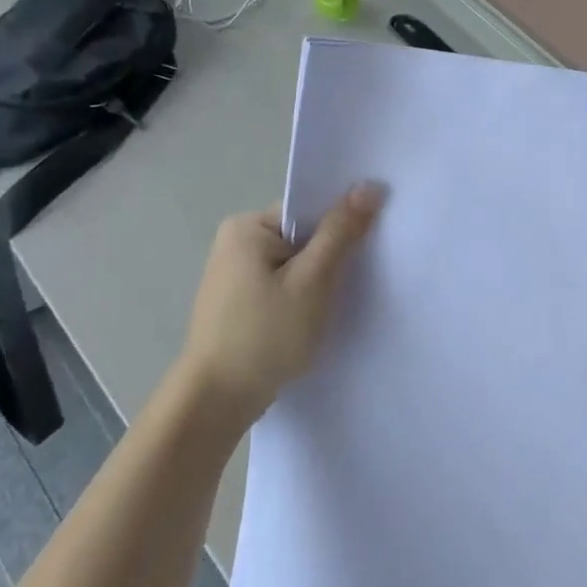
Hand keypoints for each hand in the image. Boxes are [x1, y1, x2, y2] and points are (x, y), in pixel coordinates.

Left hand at [174, 185, 384, 434]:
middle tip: (355, 283)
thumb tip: (369, 186)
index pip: (308, 212)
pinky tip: (310, 322)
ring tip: (333, 307)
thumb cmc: (266, 334)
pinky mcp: (236, 305)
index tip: (368, 251)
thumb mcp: (313, 280)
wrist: (217, 401)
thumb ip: (341, 232)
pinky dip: (299, 300)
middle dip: (329, 259)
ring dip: (316, 283)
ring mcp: (232, 276)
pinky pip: (280, 288)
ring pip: (293, 267)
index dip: (340, 228)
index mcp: (247, 227)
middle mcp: (234, 243)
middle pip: (301, 238)